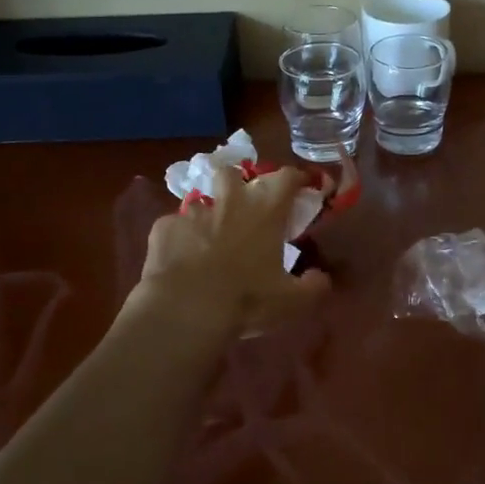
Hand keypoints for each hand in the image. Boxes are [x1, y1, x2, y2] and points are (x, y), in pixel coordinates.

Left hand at [132, 165, 329, 336]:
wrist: (186, 309)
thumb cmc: (247, 299)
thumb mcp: (293, 302)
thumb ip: (313, 287)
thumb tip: (320, 278)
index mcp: (266, 209)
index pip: (286, 177)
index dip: (296, 178)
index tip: (302, 187)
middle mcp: (230, 201)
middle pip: (233, 173)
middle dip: (238, 184)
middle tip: (243, 208)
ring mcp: (193, 212)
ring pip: (201, 201)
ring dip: (208, 215)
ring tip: (209, 239)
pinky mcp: (164, 228)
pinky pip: (174, 226)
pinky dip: (180, 238)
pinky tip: (181, 259)